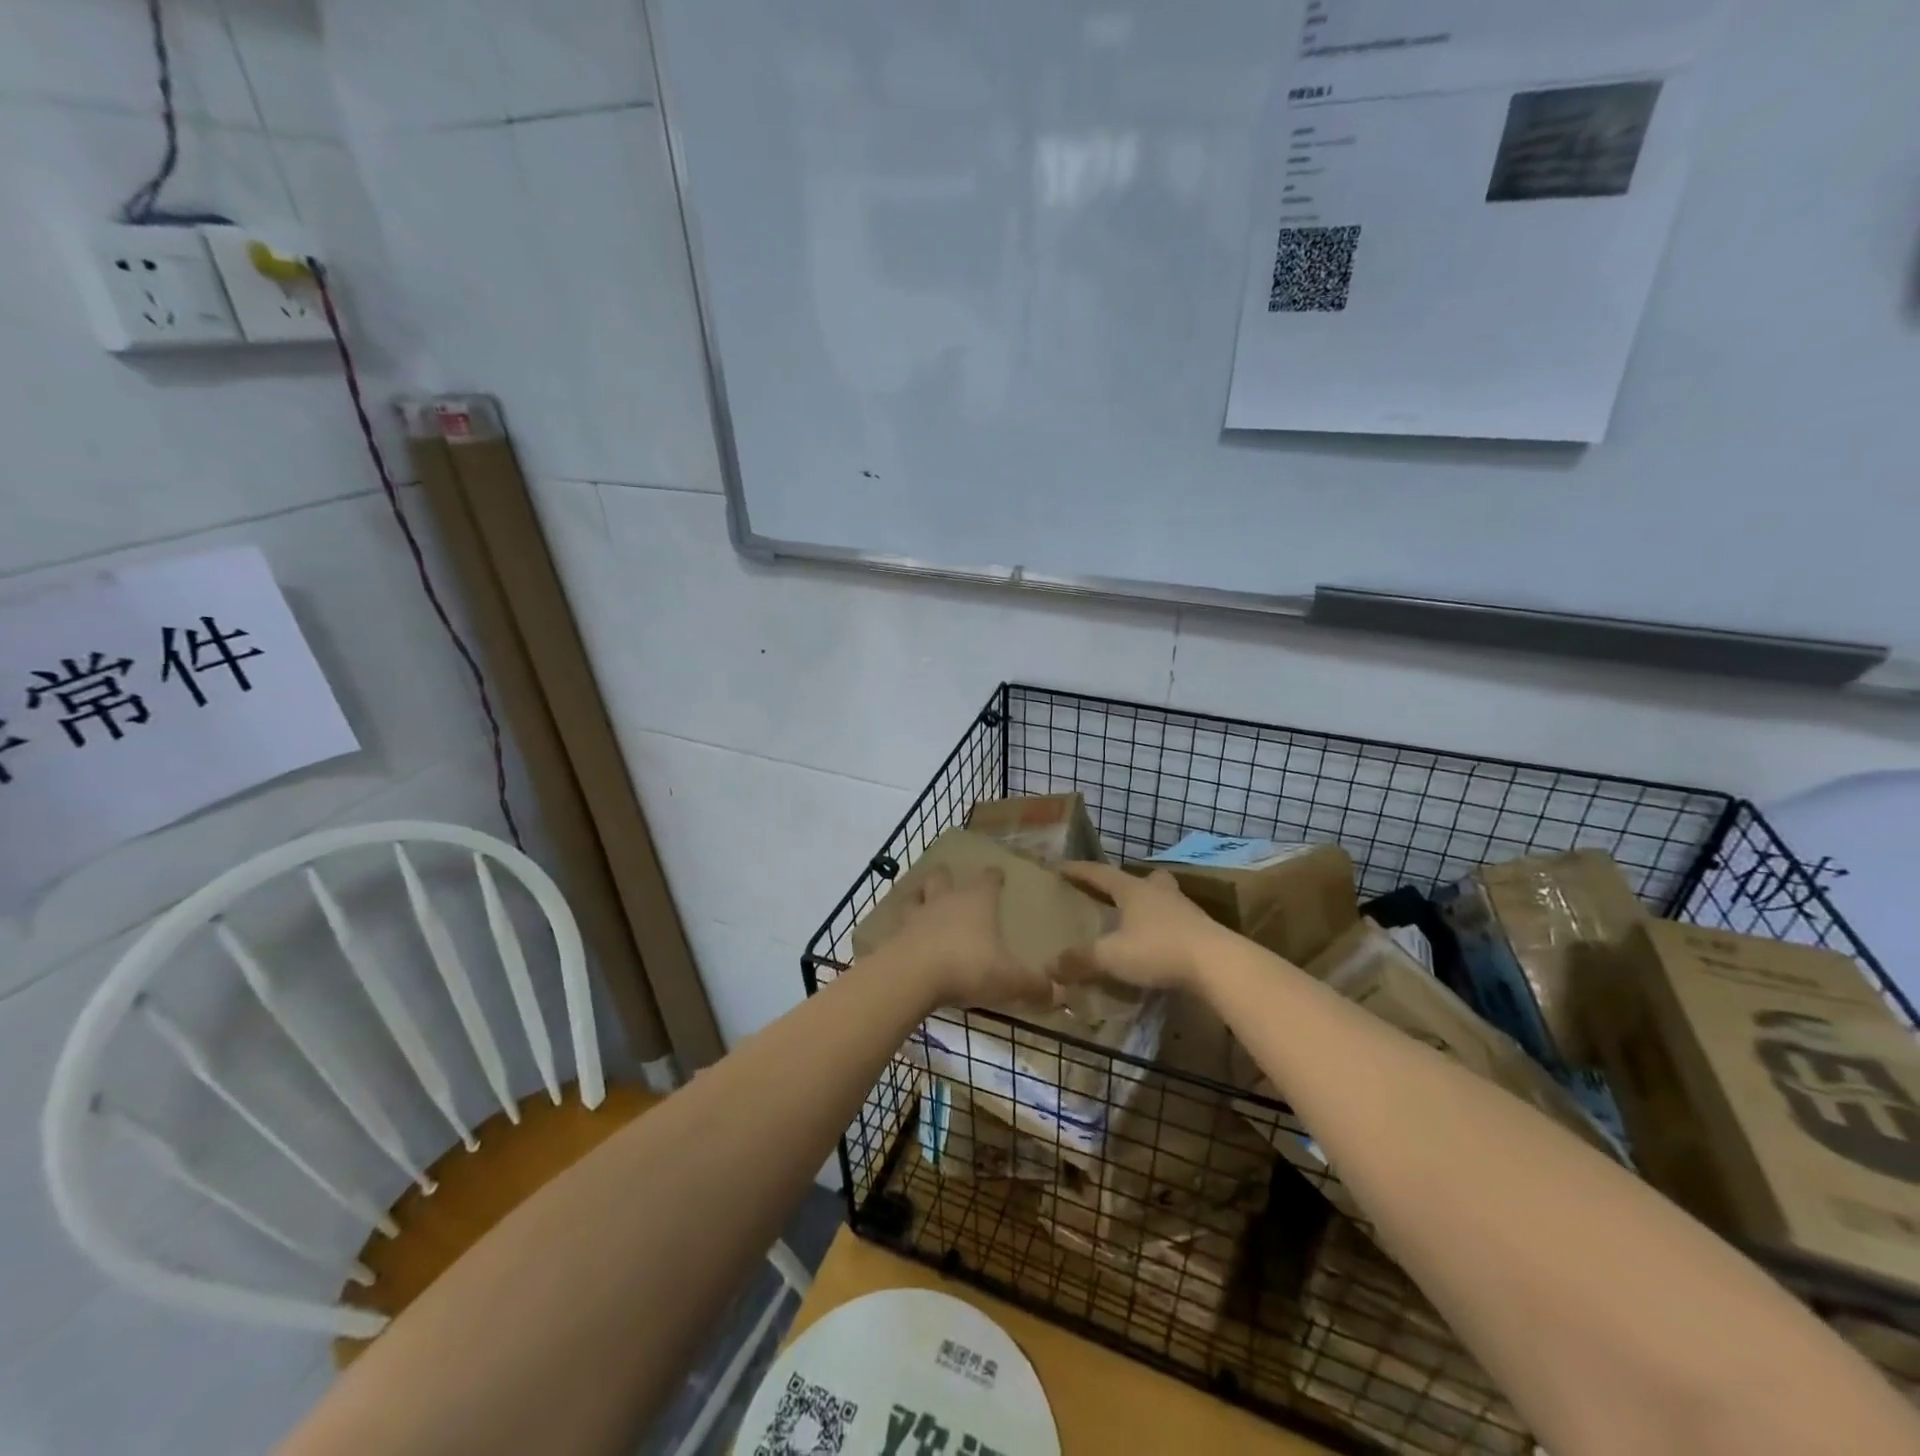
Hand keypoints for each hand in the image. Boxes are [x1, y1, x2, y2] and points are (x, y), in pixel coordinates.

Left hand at [869, 866, 1055, 1009]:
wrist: (911, 976)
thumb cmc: (967, 967)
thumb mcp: (1008, 980)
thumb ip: (1033, 986)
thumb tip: (1058, 993)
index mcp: (977, 902)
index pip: (988, 879)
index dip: (994, 876)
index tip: (997, 873)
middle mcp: (946, 900)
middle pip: (943, 877)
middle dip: (947, 876)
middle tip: (950, 879)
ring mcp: (917, 915)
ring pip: (917, 894)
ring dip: (920, 894)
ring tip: (922, 897)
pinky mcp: (895, 934)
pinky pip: (899, 923)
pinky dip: (902, 925)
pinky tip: (904, 933)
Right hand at [1054, 861, 1229, 991]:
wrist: (1217, 963)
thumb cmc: (1158, 949)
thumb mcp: (1112, 956)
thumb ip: (1081, 960)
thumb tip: (1050, 965)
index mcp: (1133, 890)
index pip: (1099, 873)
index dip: (1079, 871)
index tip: (1060, 867)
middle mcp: (1159, 892)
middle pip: (1143, 879)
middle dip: (1127, 884)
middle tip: (1115, 893)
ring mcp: (1185, 910)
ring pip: (1164, 899)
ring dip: (1149, 906)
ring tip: (1137, 923)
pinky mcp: (1202, 931)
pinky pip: (1177, 923)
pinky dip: (1165, 929)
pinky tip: (1159, 946)